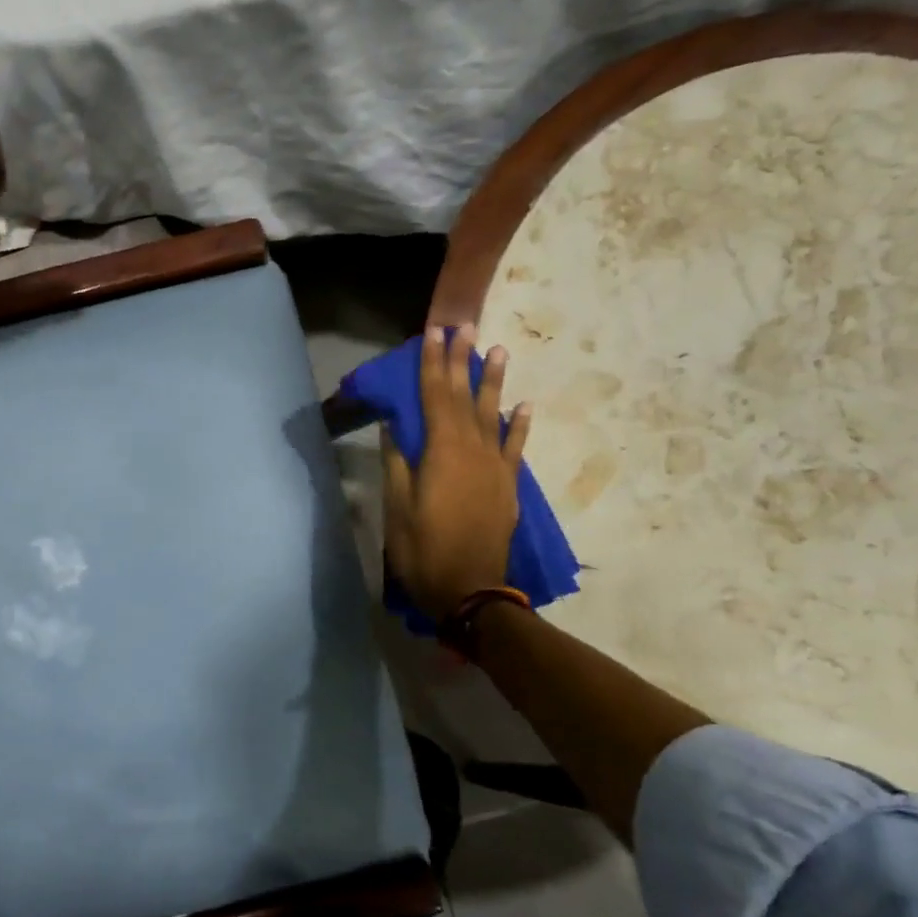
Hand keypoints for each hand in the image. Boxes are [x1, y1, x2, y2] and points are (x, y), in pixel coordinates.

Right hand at [381, 324, 533, 620]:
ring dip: (493, 382)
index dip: (432, 364)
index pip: (433, 397)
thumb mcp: (397, 508)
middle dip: (461, 361)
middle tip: (463, 326)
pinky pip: (515, 447)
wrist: (469, 589)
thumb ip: (397, 463)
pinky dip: (519, 425)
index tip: (433, 333)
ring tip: (497, 350)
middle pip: (464, 397)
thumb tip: (394, 426)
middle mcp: (472, 450)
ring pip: (493, 414)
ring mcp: (495, 467)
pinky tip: (523, 405)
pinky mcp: (507, 485)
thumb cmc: (423, 549)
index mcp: (441, 452)